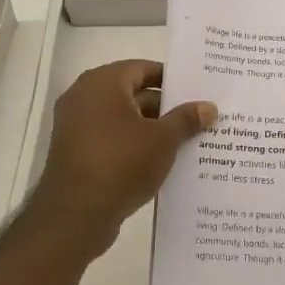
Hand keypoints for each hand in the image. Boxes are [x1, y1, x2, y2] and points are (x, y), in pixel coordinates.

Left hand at [27, 60, 215, 251]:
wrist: (75, 215)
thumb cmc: (121, 163)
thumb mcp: (163, 140)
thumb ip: (186, 119)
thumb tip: (209, 106)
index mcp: (103, 83)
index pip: (143, 69)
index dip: (172, 79)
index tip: (197, 90)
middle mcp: (84, 97)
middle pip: (132, 93)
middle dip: (165, 106)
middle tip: (198, 116)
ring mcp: (76, 126)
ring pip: (123, 119)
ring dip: (151, 128)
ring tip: (186, 140)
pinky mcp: (76, 152)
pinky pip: (111, 139)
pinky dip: (133, 145)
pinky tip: (161, 160)